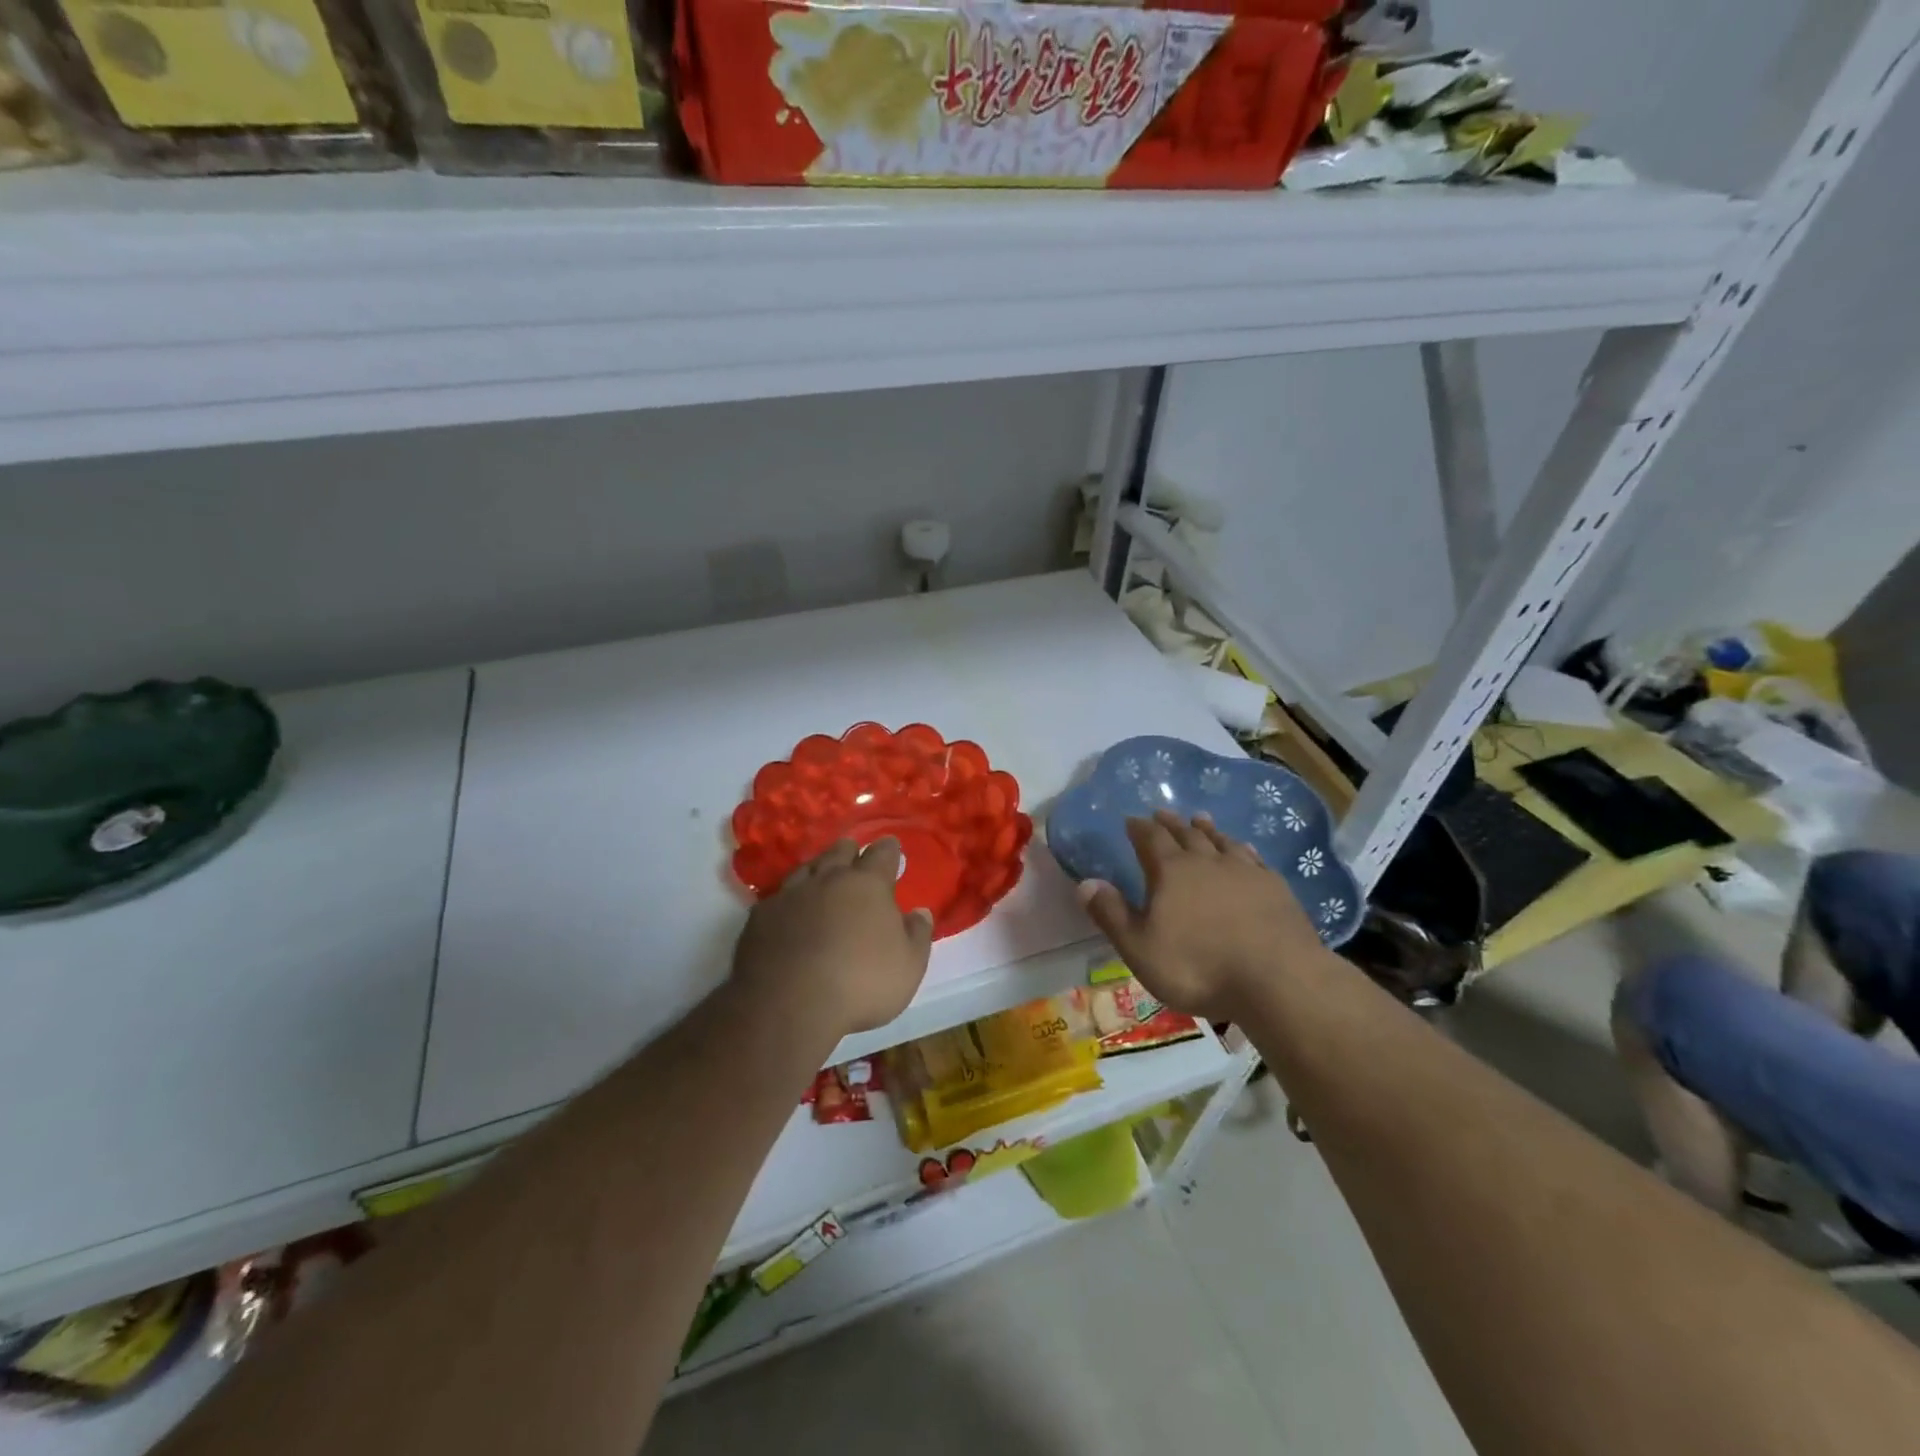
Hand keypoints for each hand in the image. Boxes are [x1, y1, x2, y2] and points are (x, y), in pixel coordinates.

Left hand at [731, 837, 934, 1036]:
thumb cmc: (861, 983)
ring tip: (822, 874)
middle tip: (855, 854)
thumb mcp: (908, 966)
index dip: (888, 849)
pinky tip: (789, 909)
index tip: (892, 845)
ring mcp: (790, 894)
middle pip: (840, 852)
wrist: (788, 1003)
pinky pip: (779, 896)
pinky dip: (789, 898)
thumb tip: (920, 912)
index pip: (882, 854)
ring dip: (818, 868)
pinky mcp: (760, 916)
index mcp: (868, 885)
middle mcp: (828, 879)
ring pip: (807, 868)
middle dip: (850, 851)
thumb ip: (917, 935)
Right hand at [1077, 810, 1326, 1021]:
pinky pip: (1253, 858)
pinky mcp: (1275, 887)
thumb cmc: (1198, 967)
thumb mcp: (1140, 949)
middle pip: (1185, 834)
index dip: (1139, 828)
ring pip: (1220, 841)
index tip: (1131, 819)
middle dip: (1170, 823)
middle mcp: (1206, 862)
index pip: (1150, 839)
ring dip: (1207, 829)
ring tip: (1199, 819)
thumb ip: (1112, 914)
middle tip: (1162, 812)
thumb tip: (1085, 882)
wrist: (1278, 979)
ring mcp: (1245, 871)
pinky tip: (1243, 849)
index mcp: (1171, 872)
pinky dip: (1242, 849)